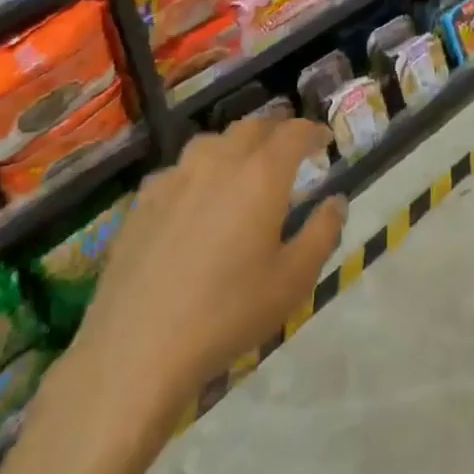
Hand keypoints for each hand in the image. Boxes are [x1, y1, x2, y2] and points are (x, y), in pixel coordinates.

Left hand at [56, 119, 346, 427]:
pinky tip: (195, 199)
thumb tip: (335, 201)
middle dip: (276, 131)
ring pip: (212, 142)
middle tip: (289, 149)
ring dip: (236, 146)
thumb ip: (322, 233)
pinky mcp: (143, 199)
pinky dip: (198, 172)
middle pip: (252, 126)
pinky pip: (179, 169)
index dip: (313, 131)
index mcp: (261, 175)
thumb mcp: (294, 280)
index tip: (324, 140)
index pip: (294, 132)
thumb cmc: (228, 312)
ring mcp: (175, 176)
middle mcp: (218, 161)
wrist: (138, 346)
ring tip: (243, 168)